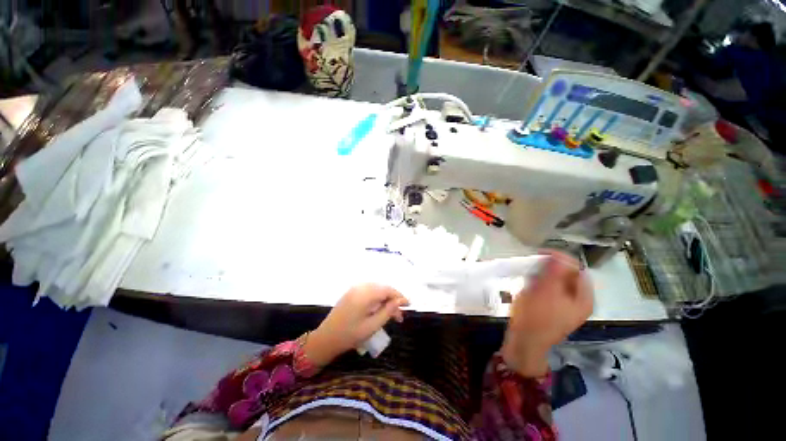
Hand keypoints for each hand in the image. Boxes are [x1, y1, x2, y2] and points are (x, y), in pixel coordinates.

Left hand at [303, 284, 408, 366]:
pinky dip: (377, 300)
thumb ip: (388, 311)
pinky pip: (369, 292)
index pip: (388, 290)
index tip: (409, 305)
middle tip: (400, 315)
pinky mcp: (351, 293)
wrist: (326, 339)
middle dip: (393, 300)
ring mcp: (354, 289)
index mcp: (365, 294)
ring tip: (392, 315)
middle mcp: (360, 287)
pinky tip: (380, 310)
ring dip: (386, 300)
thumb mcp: (372, 326)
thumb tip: (400, 301)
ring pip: (376, 291)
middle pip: (382, 289)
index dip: (399, 296)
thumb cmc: (350, 335)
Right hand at [502, 251, 593, 376]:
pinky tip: (529, 286)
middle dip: (550, 268)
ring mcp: (565, 307)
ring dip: (543, 276)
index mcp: (583, 298)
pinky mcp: (552, 310)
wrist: (525, 341)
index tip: (540, 254)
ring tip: (529, 275)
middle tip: (533, 265)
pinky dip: (540, 285)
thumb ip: (556, 271)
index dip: (560, 258)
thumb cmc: (537, 315)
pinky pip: (549, 291)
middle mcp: (578, 302)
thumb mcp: (546, 290)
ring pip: (557, 283)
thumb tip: (560, 254)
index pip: (577, 268)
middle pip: (568, 275)